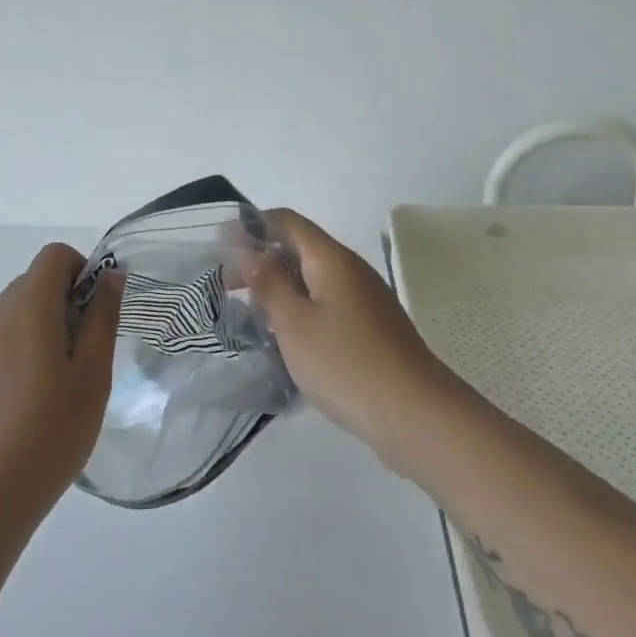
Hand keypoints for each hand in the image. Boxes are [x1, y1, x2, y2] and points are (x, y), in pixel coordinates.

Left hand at [0, 243, 124, 523]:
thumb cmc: (51, 432)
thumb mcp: (93, 375)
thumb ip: (103, 318)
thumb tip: (111, 276)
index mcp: (27, 308)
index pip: (53, 256)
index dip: (81, 271)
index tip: (95, 312)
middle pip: (29, 286)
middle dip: (60, 304)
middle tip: (82, 357)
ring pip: (7, 320)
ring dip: (33, 334)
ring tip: (50, 391)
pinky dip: (8, 361)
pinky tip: (16, 413)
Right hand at [242, 209, 465, 461]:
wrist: (416, 415)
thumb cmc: (346, 364)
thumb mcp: (295, 324)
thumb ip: (269, 284)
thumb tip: (250, 253)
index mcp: (332, 260)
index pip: (287, 222)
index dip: (252, 226)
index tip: (219, 245)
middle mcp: (351, 271)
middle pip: (301, 248)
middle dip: (261, 259)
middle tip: (226, 286)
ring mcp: (365, 300)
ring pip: (313, 279)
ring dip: (279, 286)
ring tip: (249, 312)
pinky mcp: (370, 328)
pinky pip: (327, 303)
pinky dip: (300, 308)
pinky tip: (285, 335)